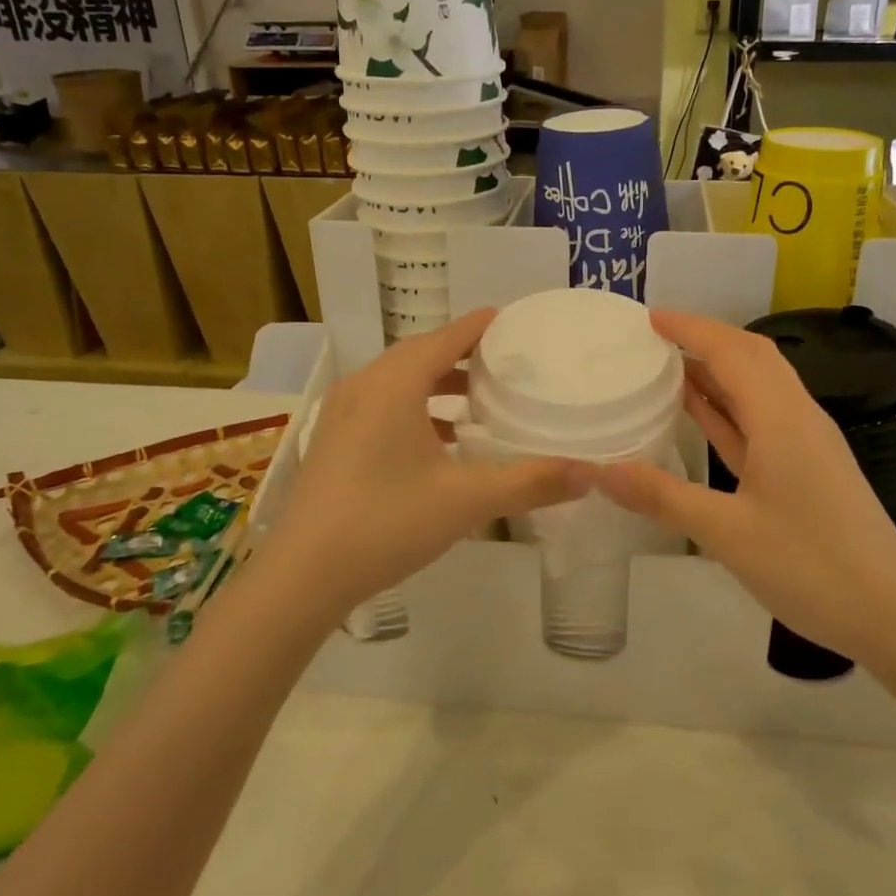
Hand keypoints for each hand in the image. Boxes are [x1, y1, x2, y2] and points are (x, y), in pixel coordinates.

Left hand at [264, 308, 591, 614]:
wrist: (302, 575)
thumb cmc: (386, 522)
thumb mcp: (467, 500)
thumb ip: (531, 482)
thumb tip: (592, 474)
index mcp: (394, 383)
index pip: (446, 337)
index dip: (481, 326)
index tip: (513, 320)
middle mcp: (365, 386)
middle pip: (420, 354)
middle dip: (463, 354)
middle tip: (505, 361)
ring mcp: (343, 414)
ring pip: (399, 381)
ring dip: (437, 383)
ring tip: (478, 399)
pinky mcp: (335, 441)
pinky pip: (383, 405)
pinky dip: (416, 408)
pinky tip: (440, 441)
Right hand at [596, 309, 895, 659]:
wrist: (891, 614)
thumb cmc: (811, 566)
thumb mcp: (726, 533)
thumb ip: (661, 496)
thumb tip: (598, 470)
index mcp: (781, 418)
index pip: (732, 351)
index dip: (690, 328)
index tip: (648, 318)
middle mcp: (797, 418)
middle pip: (751, 357)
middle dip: (704, 338)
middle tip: (654, 338)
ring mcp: (806, 443)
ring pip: (758, 387)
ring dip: (717, 370)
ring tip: (667, 366)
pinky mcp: (807, 468)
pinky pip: (761, 420)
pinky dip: (729, 407)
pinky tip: (702, 415)